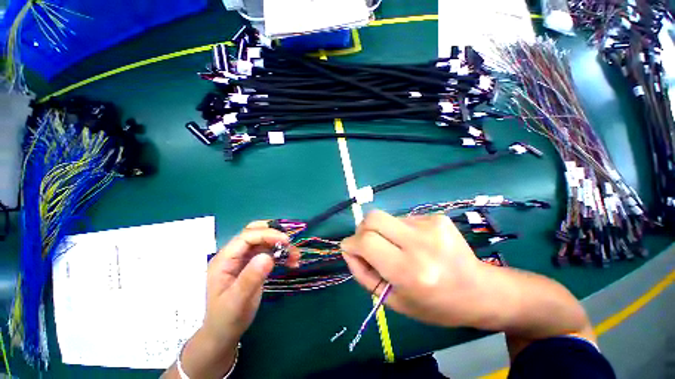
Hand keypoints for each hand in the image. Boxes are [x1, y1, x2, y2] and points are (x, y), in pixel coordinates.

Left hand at [167, 221, 299, 378]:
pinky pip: (269, 252)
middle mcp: (234, 255)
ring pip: (264, 241)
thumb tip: (268, 256)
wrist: (223, 334)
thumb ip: (251, 278)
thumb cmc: (227, 319)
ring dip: (281, 245)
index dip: (268, 234)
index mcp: (225, 259)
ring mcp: (243, 259)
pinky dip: (281, 254)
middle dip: (274, 235)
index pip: (247, 236)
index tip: (286, 242)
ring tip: (295, 256)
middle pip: (254, 232)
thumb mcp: (237, 301)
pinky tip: (291, 262)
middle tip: (289, 245)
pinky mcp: (252, 264)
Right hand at [341, 210, 484, 326]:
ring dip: (383, 231)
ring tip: (399, 248)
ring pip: (387, 217)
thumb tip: (349, 249)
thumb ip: (363, 274)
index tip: (351, 249)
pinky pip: (403, 218)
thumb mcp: (393, 300)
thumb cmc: (434, 304)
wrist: (480, 291)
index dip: (351, 243)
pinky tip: (415, 243)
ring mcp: (431, 225)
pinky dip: (400, 230)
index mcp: (409, 271)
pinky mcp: (437, 217)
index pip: (366, 242)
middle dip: (362, 229)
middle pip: (373, 218)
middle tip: (368, 244)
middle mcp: (421, 243)